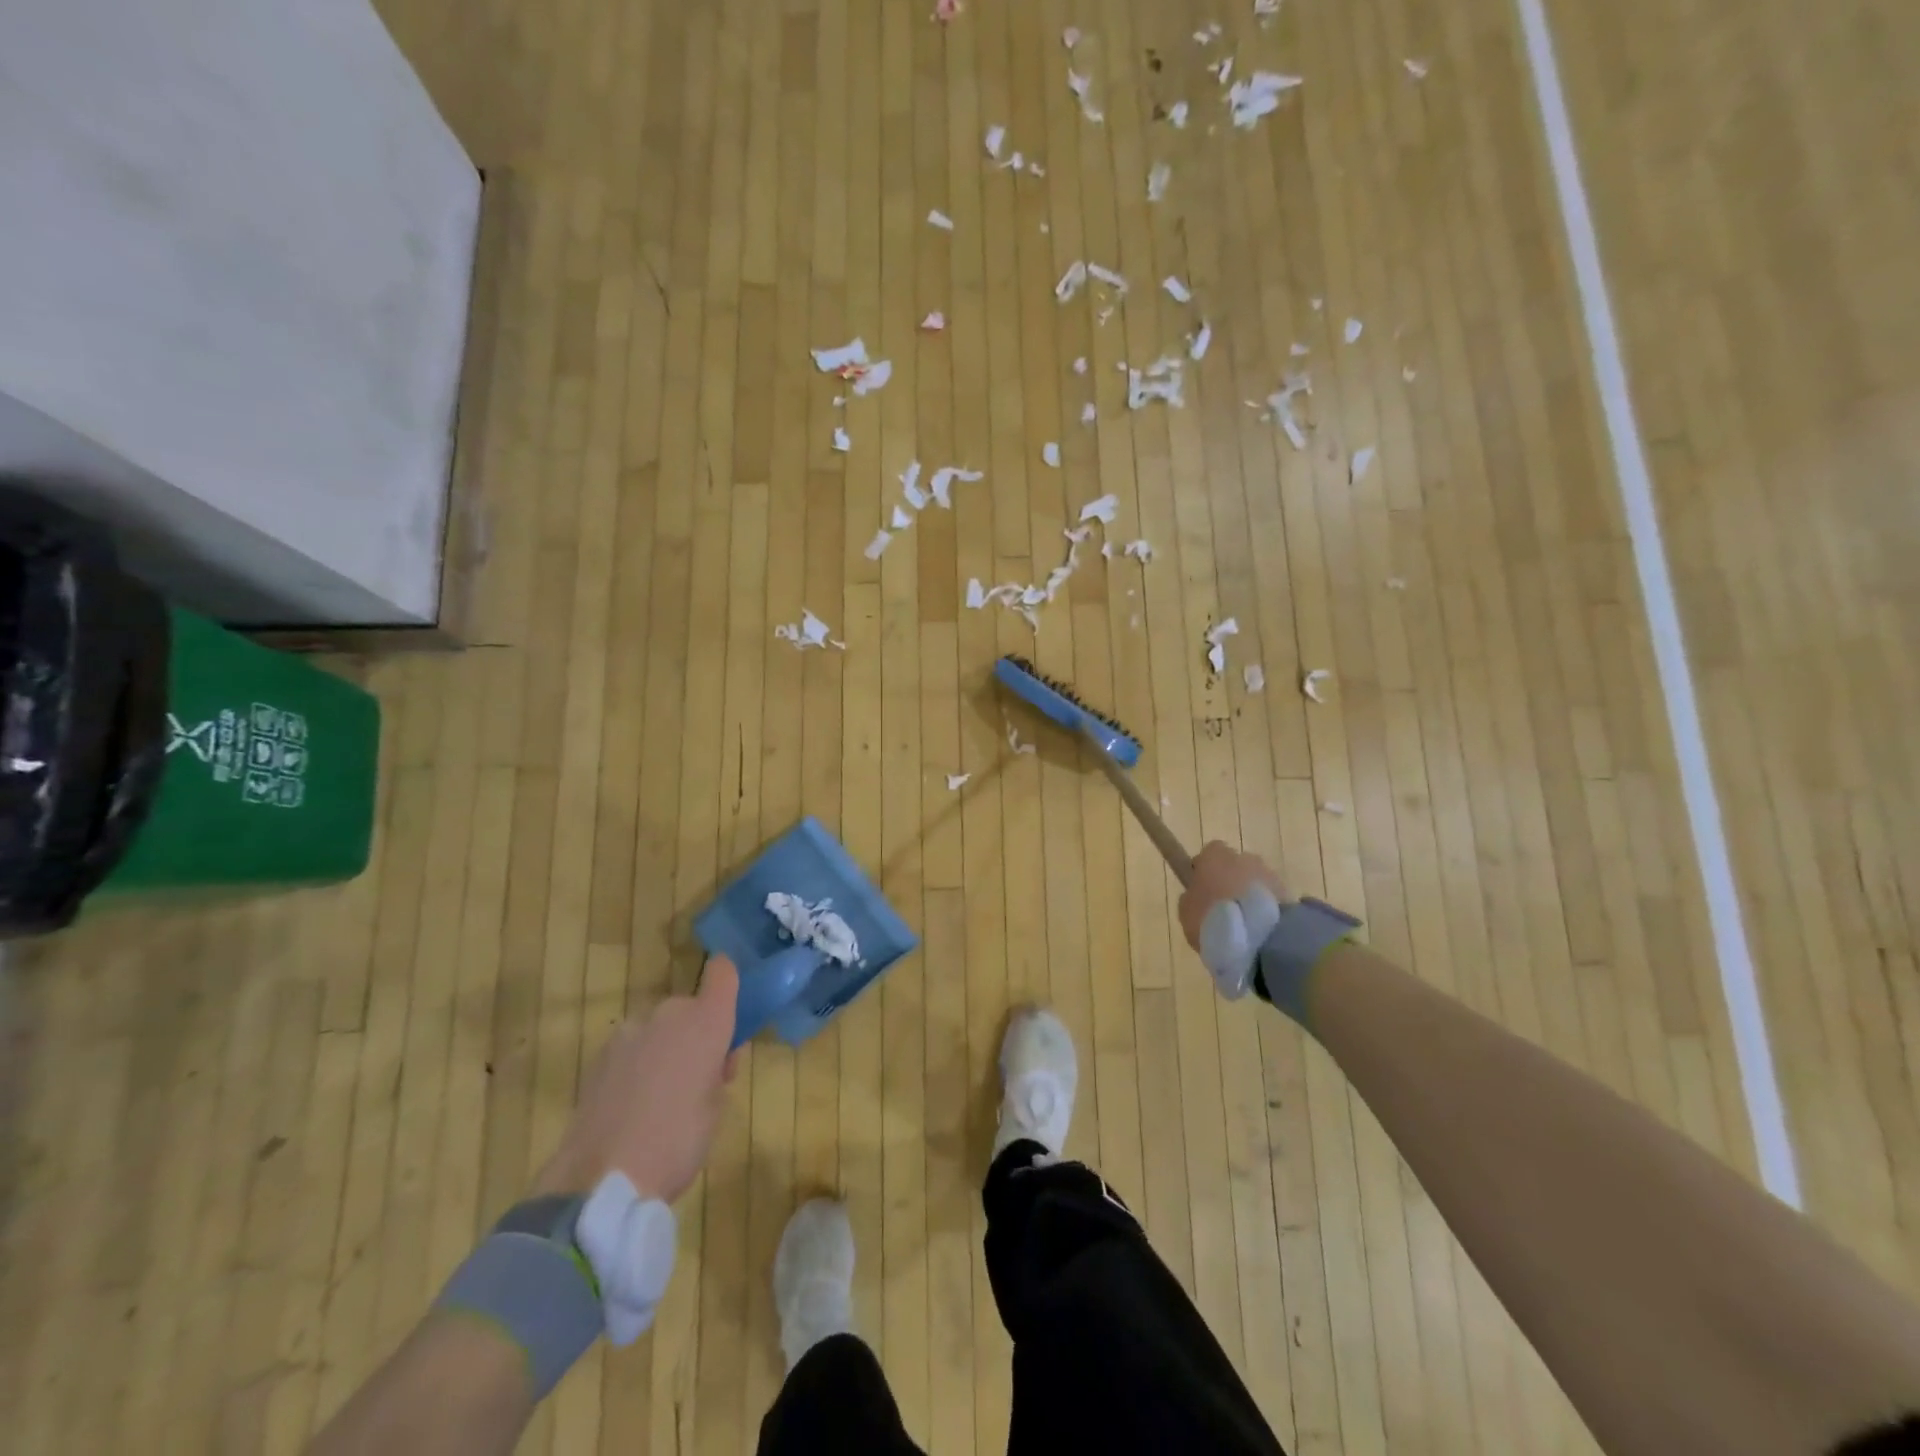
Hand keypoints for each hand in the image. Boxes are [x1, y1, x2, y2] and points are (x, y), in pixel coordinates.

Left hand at [530, 956, 740, 1204]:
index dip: (728, 982)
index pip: (723, 972)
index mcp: (706, 1021)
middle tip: (702, 1077)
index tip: (731, 1011)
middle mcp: (668, 1015)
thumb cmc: (678, 1141)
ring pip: (658, 1030)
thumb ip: (717, 1070)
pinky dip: (637, 1066)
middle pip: (689, 1008)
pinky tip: (632, 1107)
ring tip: (662, 1098)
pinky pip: (632, 1050)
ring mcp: (629, 1033)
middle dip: (697, 1033)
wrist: (602, 1178)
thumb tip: (710, 1061)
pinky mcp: (599, 1057)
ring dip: (665, 1049)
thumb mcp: (716, 1107)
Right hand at [1177, 842, 1286, 951]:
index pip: (1209, 853)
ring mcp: (1269, 874)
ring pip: (1255, 882)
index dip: (1205, 870)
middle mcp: (1243, 857)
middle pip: (1235, 866)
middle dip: (1231, 882)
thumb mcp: (1186, 911)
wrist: (1259, 938)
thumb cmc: (1213, 919)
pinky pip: (1271, 899)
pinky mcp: (1289, 894)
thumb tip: (1198, 894)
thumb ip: (1192, 896)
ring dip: (1250, 897)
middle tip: (1224, 909)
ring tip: (1244, 925)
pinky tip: (1259, 930)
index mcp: (1215, 856)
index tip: (1202, 890)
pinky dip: (1265, 909)